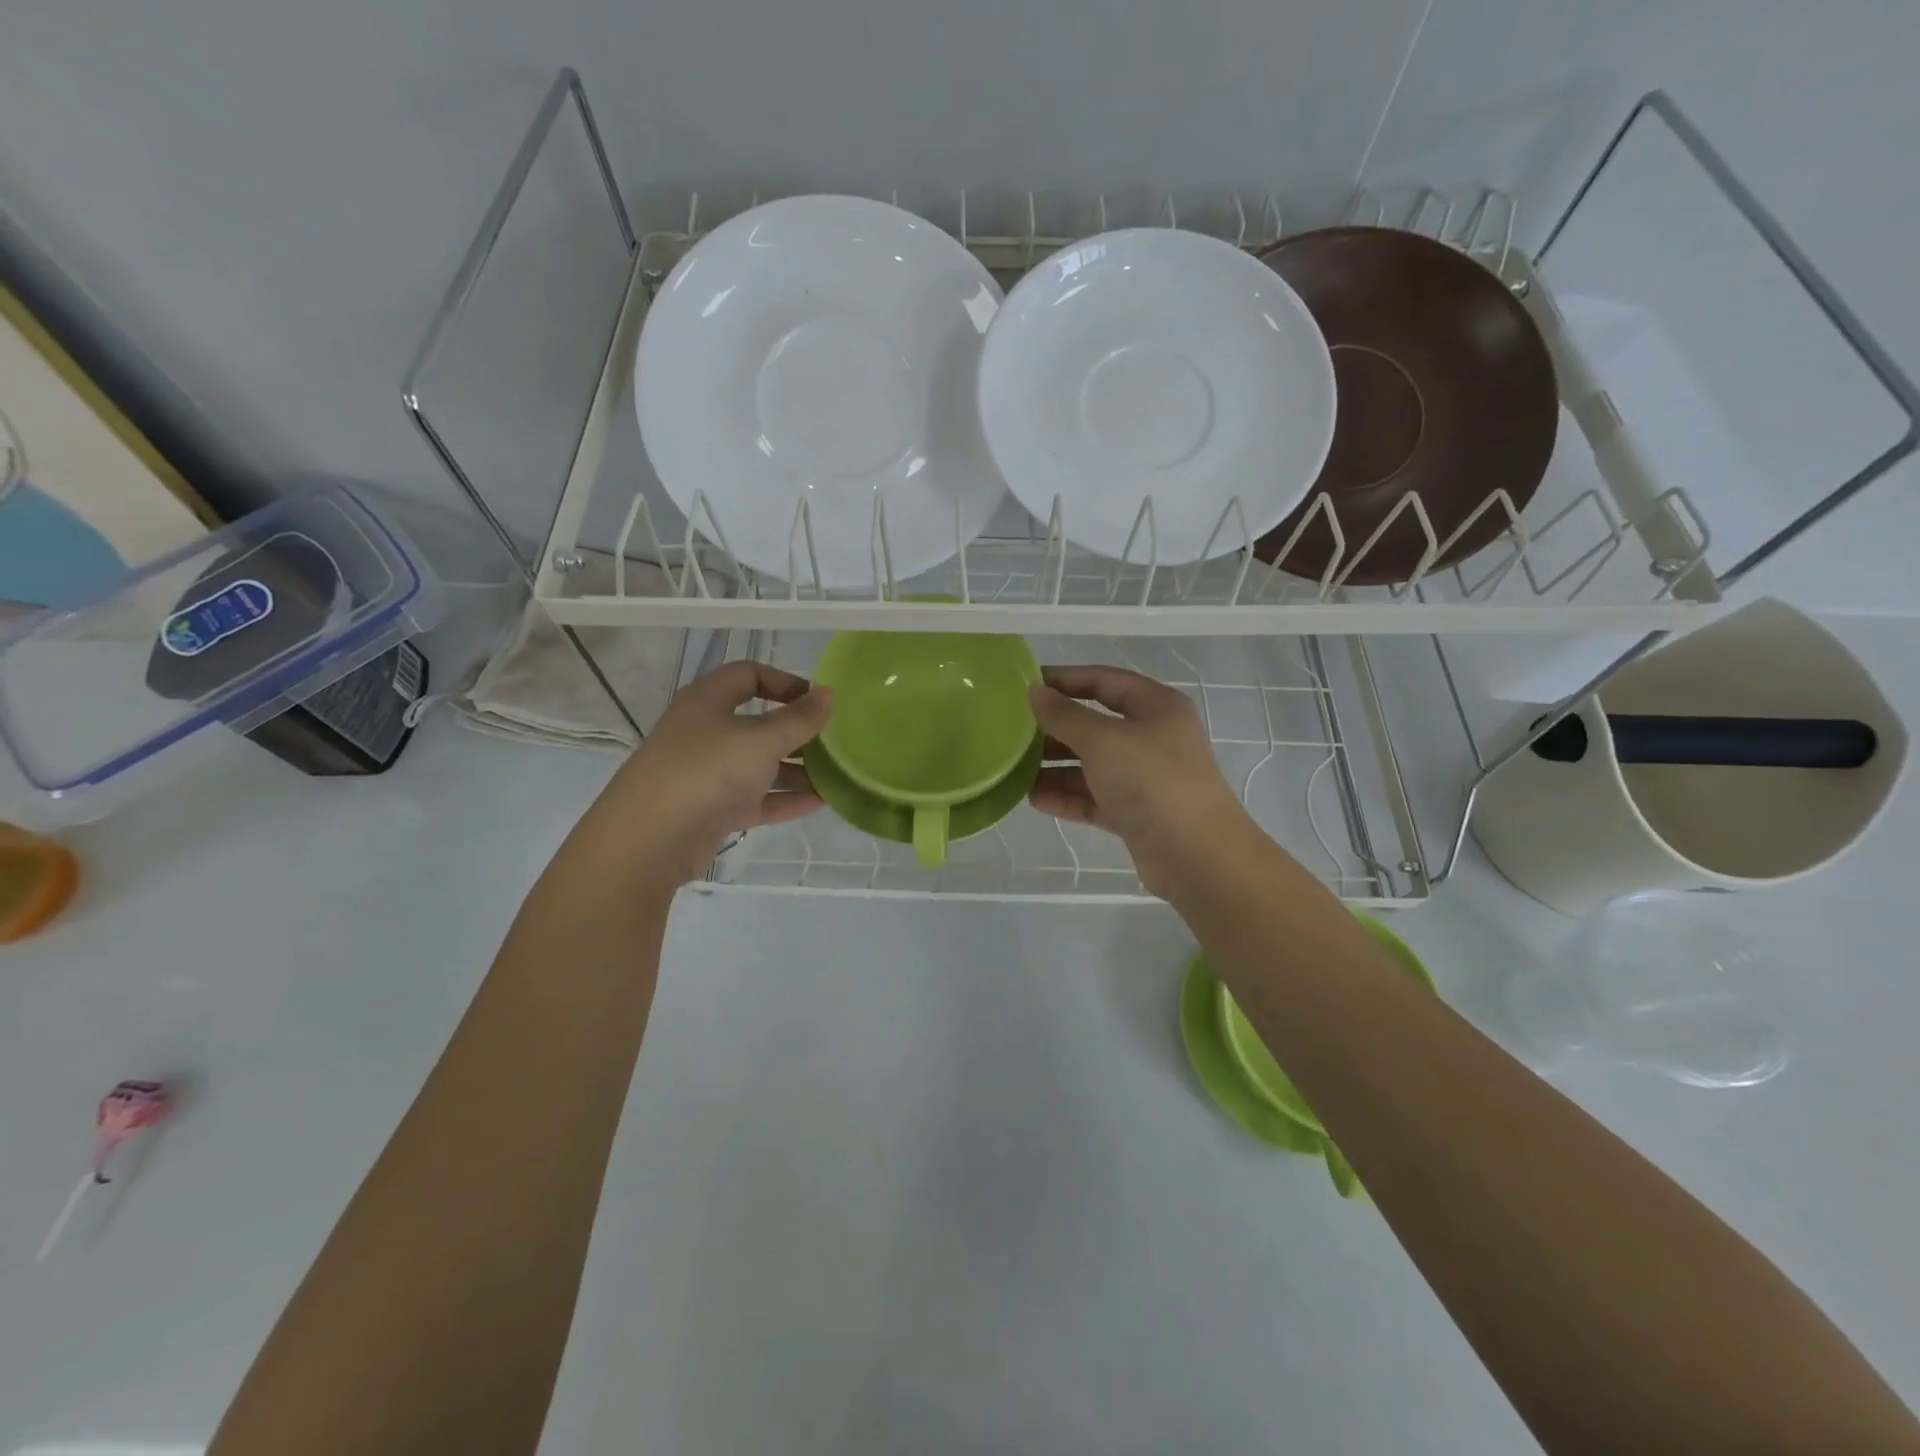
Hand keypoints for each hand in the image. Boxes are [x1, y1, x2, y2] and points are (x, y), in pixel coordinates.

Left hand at [589, 661, 830, 886]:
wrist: (652, 837)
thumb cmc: (708, 769)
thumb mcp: (762, 739)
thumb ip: (800, 719)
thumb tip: (828, 695)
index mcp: (709, 701)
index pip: (749, 675)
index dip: (785, 681)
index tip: (817, 700)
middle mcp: (706, 732)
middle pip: (758, 724)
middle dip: (797, 732)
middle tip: (833, 742)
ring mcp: (709, 773)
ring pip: (759, 765)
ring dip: (796, 770)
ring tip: (835, 777)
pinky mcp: (713, 809)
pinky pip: (757, 798)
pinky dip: (785, 798)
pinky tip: (819, 802)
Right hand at [1028, 665, 1253, 895]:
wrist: (1196, 855)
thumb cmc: (1151, 780)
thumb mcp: (1102, 740)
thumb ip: (1065, 715)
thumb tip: (1035, 691)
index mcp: (1156, 707)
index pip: (1104, 680)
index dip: (1065, 680)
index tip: (1024, 687)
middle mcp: (1152, 737)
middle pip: (1095, 725)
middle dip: (1055, 729)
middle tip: (1013, 733)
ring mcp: (1145, 778)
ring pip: (1092, 765)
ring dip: (1056, 767)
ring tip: (1016, 771)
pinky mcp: (1136, 814)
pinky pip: (1095, 798)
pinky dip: (1068, 797)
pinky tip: (1035, 800)